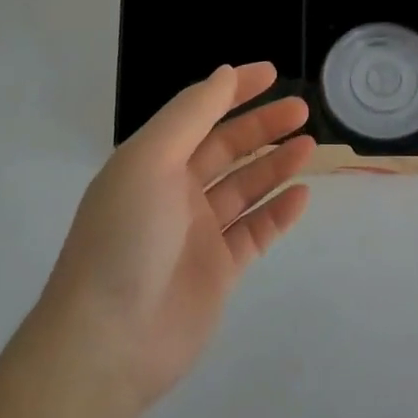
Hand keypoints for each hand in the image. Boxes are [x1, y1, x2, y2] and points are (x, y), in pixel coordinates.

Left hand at [39, 64, 314, 408]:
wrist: (108, 344)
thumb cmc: (126, 236)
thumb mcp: (151, 159)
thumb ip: (191, 114)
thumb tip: (225, 74)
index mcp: (153, 161)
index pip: (199, 112)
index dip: (234, 90)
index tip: (272, 73)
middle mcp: (175, 191)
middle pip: (227, 147)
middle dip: (263, 126)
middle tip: (301, 110)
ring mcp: (198, 232)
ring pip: (245, 187)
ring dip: (276, 164)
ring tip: (309, 146)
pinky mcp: (219, 271)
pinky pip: (256, 232)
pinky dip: (279, 213)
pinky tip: (302, 195)